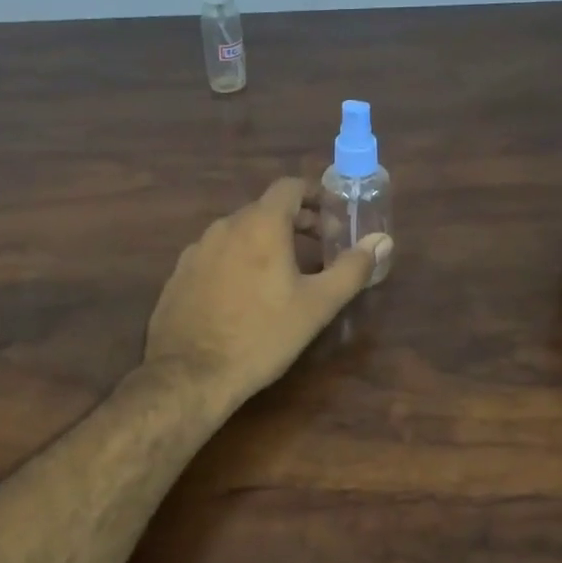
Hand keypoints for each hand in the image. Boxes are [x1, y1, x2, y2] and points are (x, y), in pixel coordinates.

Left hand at [145, 178, 392, 411]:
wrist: (190, 375)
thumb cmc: (262, 336)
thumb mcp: (317, 305)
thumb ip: (352, 269)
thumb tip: (382, 241)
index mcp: (260, 225)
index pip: (289, 187)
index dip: (314, 195)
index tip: (332, 217)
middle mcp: (224, 227)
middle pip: (264, 209)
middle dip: (295, 222)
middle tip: (318, 248)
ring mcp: (196, 250)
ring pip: (238, 233)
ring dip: (265, 242)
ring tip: (284, 273)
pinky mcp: (179, 275)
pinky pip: (216, 255)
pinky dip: (237, 261)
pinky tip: (244, 295)